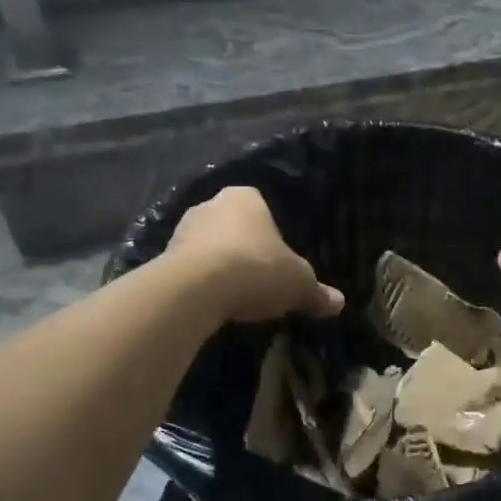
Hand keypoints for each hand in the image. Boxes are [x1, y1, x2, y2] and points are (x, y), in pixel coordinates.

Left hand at [166, 187, 343, 323]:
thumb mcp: (298, 284)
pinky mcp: (162, 258)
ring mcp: (181, 230)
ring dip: (220, 265)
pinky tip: (214, 303)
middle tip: (260, 276)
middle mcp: (210, 204)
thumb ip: (317, 292)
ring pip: (208, 246)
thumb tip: (339, 303)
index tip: (278, 258)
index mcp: (245, 197)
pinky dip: (201, 283)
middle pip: (232, 225)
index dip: (272, 233)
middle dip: (244, 247)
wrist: (196, 290)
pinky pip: (189, 269)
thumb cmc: (256, 269)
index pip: (261, 206)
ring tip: (236, 294)